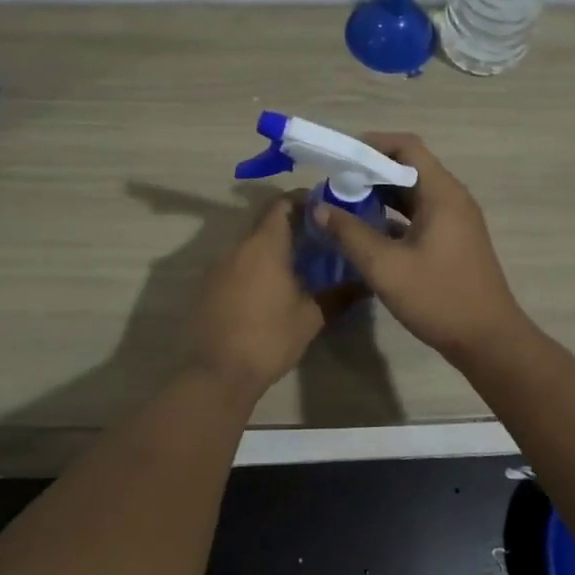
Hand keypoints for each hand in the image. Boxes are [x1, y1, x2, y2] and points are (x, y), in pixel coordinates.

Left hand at [184, 195, 356, 398]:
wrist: (218, 373)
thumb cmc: (269, 338)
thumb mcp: (311, 318)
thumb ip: (339, 295)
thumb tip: (366, 282)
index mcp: (264, 245)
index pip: (282, 204)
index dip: (303, 201)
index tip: (325, 210)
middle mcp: (238, 247)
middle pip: (265, 222)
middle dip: (292, 226)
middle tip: (318, 240)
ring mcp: (218, 266)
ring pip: (250, 244)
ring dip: (272, 248)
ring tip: (298, 265)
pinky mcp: (208, 286)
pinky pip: (236, 264)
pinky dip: (254, 266)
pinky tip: (270, 288)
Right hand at [311, 134, 527, 360]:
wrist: (488, 340)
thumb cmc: (438, 297)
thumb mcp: (385, 267)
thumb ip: (350, 233)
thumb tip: (319, 208)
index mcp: (442, 194)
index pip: (407, 147)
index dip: (372, 145)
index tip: (340, 158)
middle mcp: (452, 198)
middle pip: (409, 168)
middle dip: (370, 172)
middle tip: (334, 185)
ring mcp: (455, 221)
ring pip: (413, 194)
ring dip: (380, 195)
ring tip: (344, 206)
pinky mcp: (453, 241)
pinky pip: (419, 215)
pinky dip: (393, 217)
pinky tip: (367, 233)